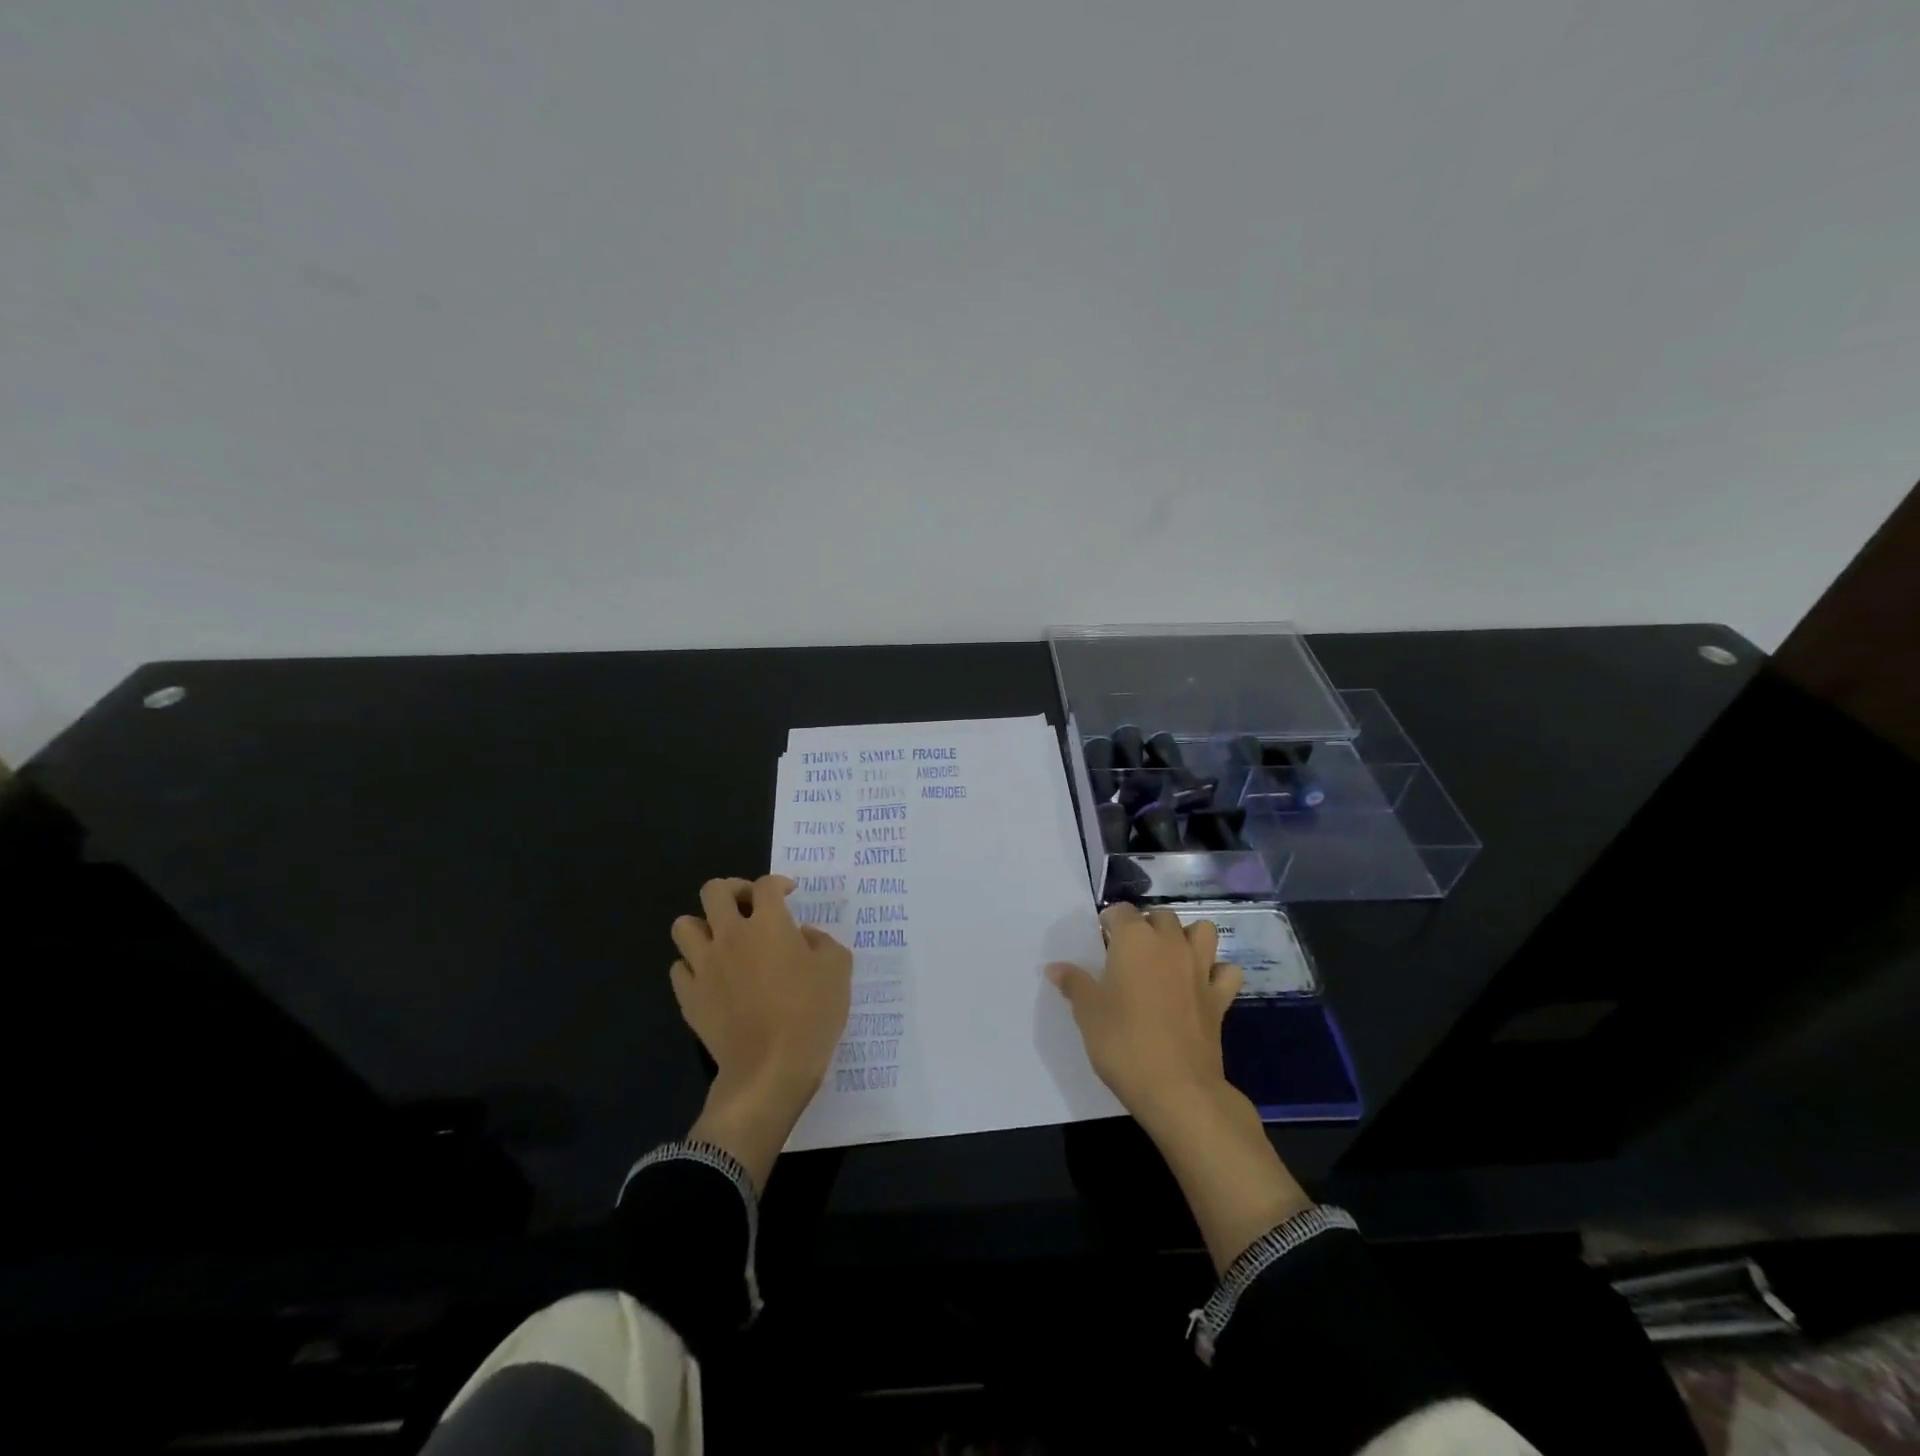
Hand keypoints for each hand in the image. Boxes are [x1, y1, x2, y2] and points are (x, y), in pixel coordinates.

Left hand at [671, 875, 852, 1186]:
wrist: (770, 1069)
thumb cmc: (812, 1014)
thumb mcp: (839, 970)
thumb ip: (823, 942)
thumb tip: (803, 936)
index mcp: (769, 923)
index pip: (766, 885)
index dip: (778, 883)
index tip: (789, 894)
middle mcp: (731, 935)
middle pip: (714, 891)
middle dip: (733, 890)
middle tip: (750, 906)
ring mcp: (705, 966)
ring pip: (684, 925)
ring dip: (704, 925)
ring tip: (723, 939)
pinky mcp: (689, 997)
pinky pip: (679, 967)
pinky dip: (693, 965)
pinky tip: (712, 976)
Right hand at [1047, 904, 1242, 1125]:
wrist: (1177, 1088)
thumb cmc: (1123, 1043)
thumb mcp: (1088, 1013)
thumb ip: (1074, 983)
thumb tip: (1055, 967)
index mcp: (1134, 940)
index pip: (1121, 911)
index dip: (1109, 922)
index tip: (1100, 941)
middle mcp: (1170, 944)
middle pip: (1161, 916)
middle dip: (1146, 925)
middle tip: (1129, 952)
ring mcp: (1200, 969)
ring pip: (1202, 931)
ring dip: (1187, 937)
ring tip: (1169, 958)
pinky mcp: (1220, 997)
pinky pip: (1226, 970)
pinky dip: (1216, 971)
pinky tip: (1201, 984)